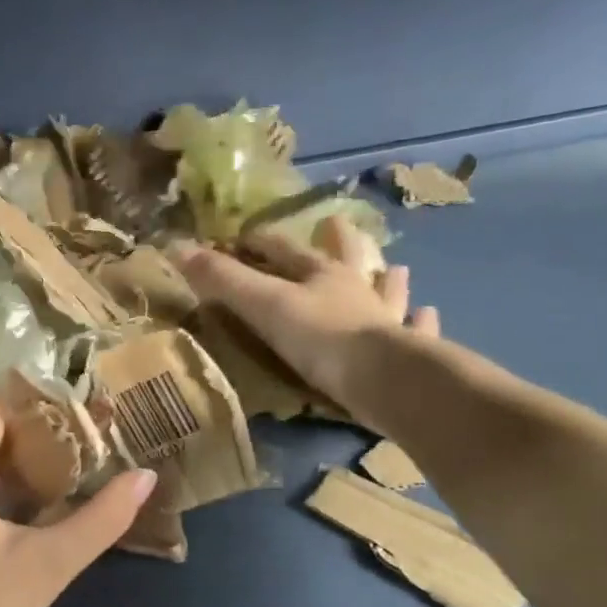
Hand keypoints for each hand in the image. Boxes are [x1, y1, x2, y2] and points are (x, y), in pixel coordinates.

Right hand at [174, 216, 440, 431]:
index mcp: (321, 275)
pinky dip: (420, 322)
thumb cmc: (320, 338)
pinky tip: (428, 315)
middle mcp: (357, 290)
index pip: (285, 250)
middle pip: (346, 259)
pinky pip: (416, 332)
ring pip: (388, 293)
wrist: (384, 381)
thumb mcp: (263, 306)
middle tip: (339, 225)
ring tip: (396, 270)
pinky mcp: (408, 352)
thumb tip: (177, 247)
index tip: (245, 236)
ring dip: (388, 281)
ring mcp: (387, 320)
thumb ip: (223, 280)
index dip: (263, 242)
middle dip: (339, 243)